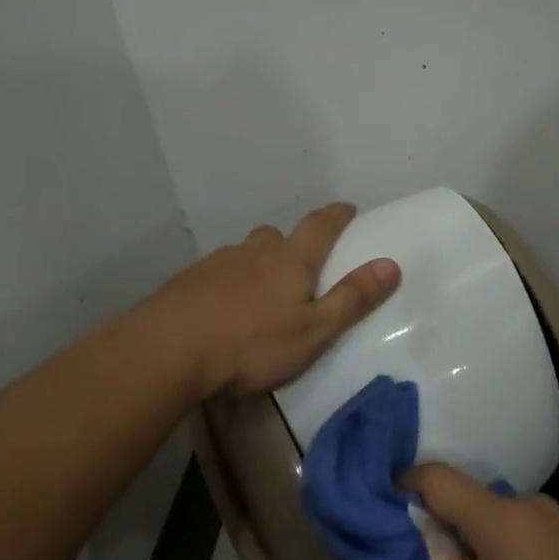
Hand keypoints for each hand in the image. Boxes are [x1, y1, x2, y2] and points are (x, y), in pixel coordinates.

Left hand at [151, 202, 401, 397]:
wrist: (167, 350)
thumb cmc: (251, 344)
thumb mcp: (314, 331)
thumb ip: (352, 299)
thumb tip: (391, 264)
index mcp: (290, 259)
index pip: (320, 225)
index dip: (337, 215)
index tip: (348, 209)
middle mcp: (253, 251)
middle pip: (278, 236)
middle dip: (293, 245)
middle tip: (301, 267)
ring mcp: (216, 263)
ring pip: (245, 254)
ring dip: (258, 265)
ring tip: (260, 296)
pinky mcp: (187, 281)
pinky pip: (218, 274)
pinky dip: (228, 284)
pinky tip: (223, 311)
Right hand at [411, 464, 558, 559]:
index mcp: (502, 523)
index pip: (436, 478)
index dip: (403, 490)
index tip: (384, 523)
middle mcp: (528, 508)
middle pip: (463, 502)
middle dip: (440, 539)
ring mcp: (556, 522)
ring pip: (491, 521)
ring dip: (473, 555)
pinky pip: (518, 533)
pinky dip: (500, 558)